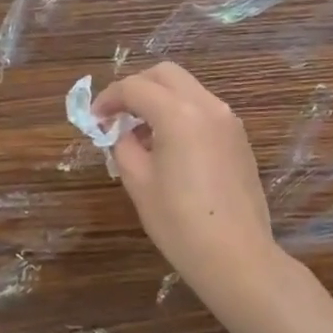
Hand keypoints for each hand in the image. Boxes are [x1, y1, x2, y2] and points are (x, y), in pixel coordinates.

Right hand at [93, 62, 279, 299]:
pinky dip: (181, 113)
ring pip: (187, 89)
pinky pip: (204, 109)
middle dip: (137, 87)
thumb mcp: (138, 182)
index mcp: (178, 113)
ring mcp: (228, 120)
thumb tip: (121, 132)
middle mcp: (207, 106)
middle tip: (117, 115)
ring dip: (160, 99)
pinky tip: (169, 146)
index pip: (135, 87)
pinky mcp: (239, 138)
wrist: (237, 257)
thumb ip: (123, 145)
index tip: (94, 118)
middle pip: (165, 74)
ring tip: (141, 133)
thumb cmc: (180, 223)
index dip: (109, 98)